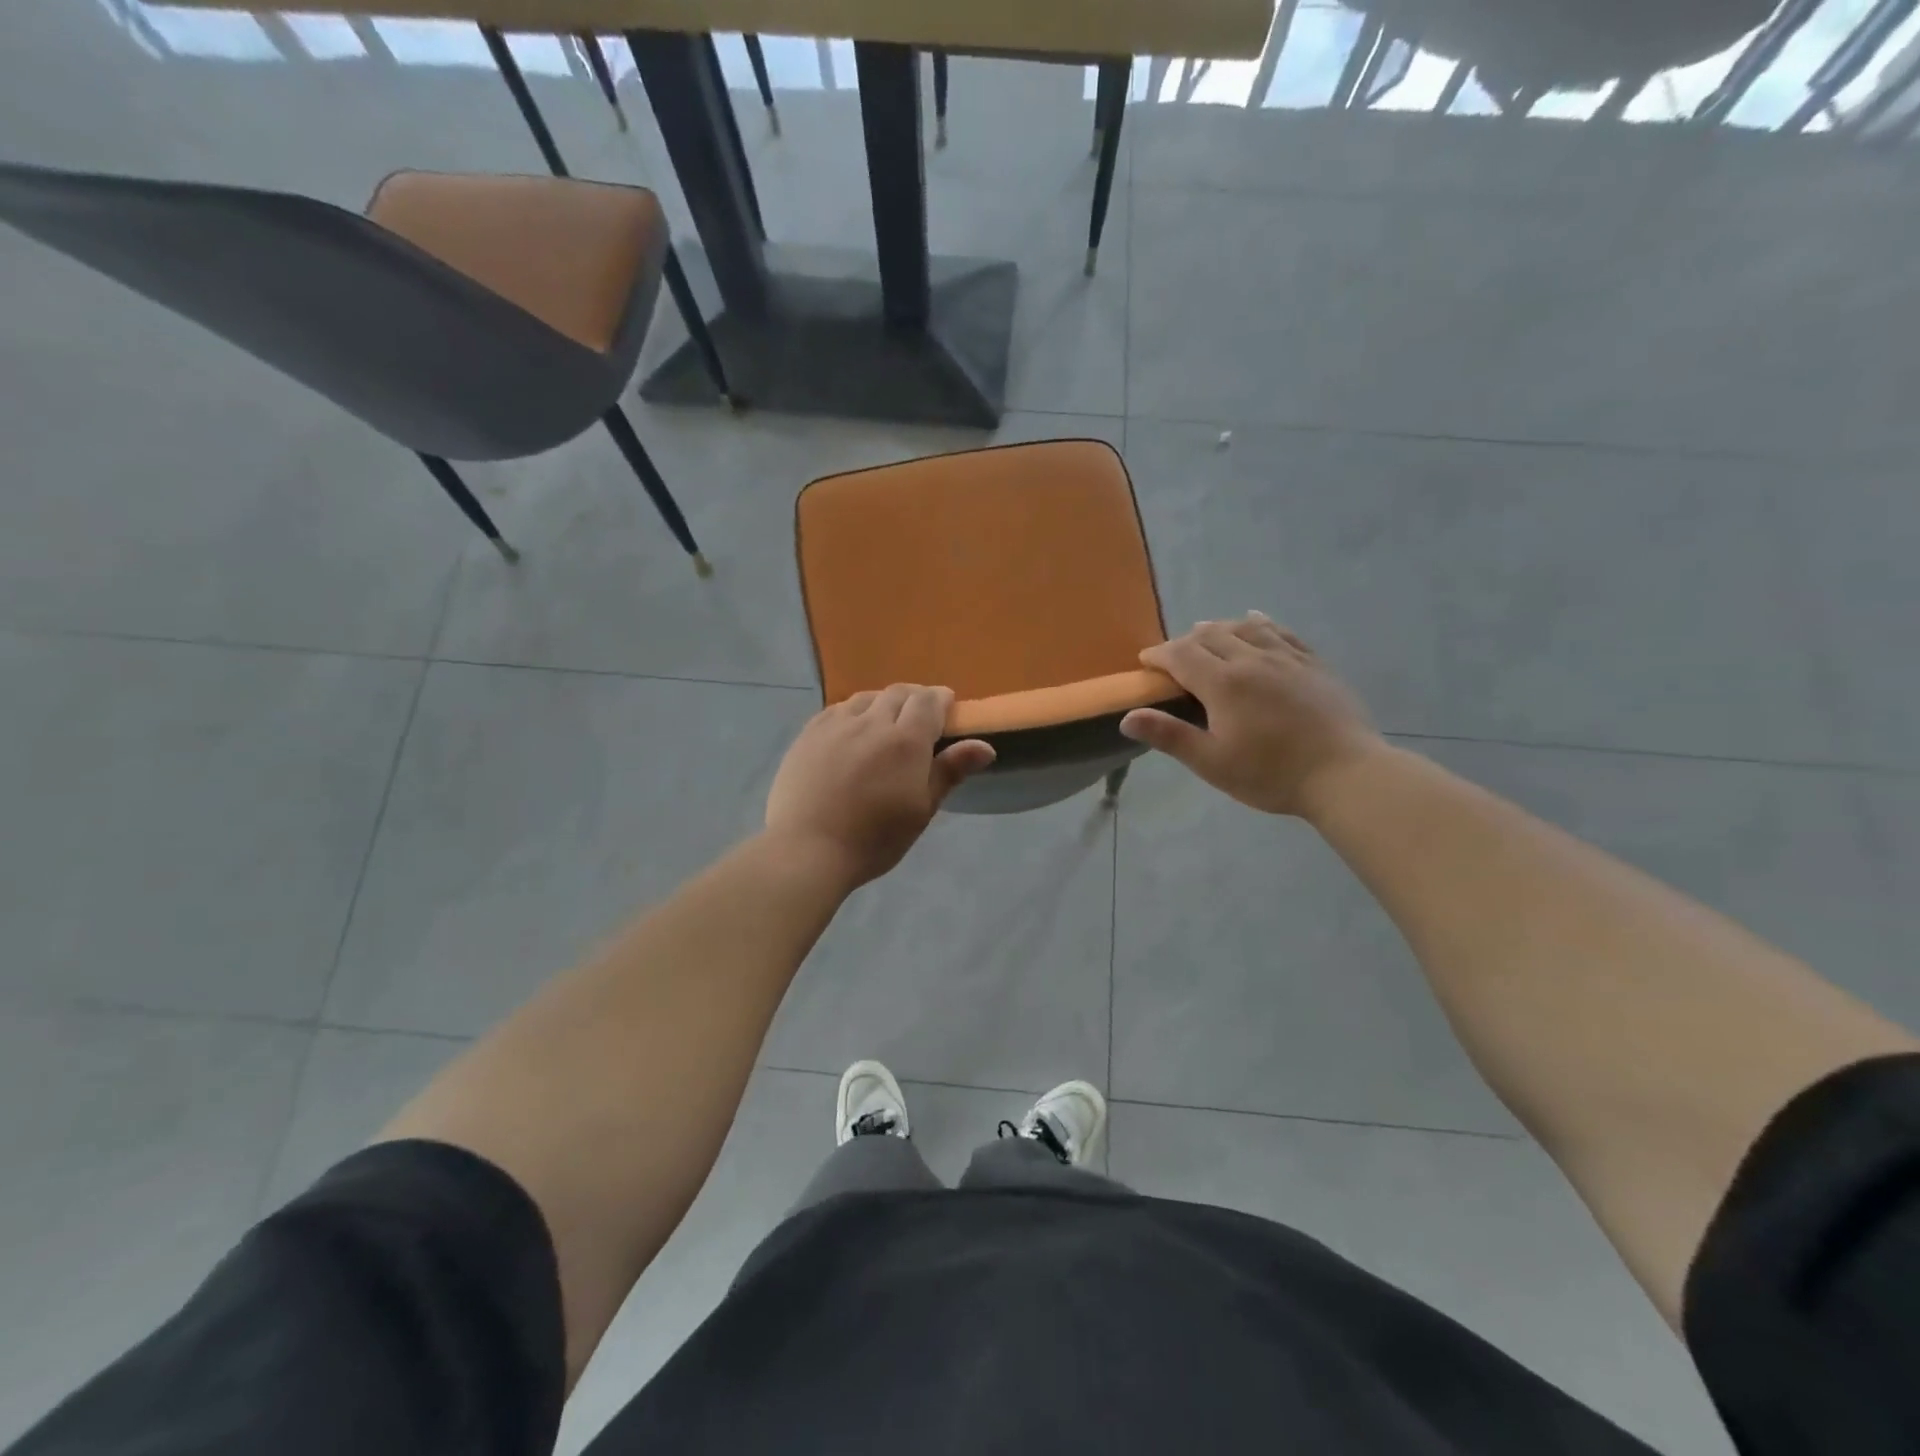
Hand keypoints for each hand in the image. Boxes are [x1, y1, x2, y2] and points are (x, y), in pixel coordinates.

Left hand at [765, 685, 995, 887]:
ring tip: (886, 720)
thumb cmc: (874, 838)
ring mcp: (836, 725)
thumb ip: (950, 771)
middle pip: (898, 693)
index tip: (947, 707)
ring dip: (883, 702)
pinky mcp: (808, 734)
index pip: (928, 701)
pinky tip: (852, 729)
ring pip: (866, 697)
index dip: (941, 699)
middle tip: (921, 716)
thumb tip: (986, 746)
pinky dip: (854, 711)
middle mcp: (871, 722)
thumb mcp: (921, 810)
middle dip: (915, 698)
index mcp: (906, 740)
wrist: (807, 849)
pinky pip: (837, 709)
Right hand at [1119, 614, 1384, 817]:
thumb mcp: (1212, 763)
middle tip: (1174, 658)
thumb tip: (1127, 716)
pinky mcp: (1313, 663)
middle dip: (1185, 642)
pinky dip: (1260, 622)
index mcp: (1223, 683)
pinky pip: (1281, 631)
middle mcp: (1252, 659)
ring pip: (1245, 627)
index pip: (1181, 654)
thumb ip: (1169, 736)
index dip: (1159, 655)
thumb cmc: (1271, 774)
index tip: (1146, 662)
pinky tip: (1254, 620)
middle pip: (1210, 635)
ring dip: (1219, 628)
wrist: (1345, 774)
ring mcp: (1286, 658)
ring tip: (1208, 636)